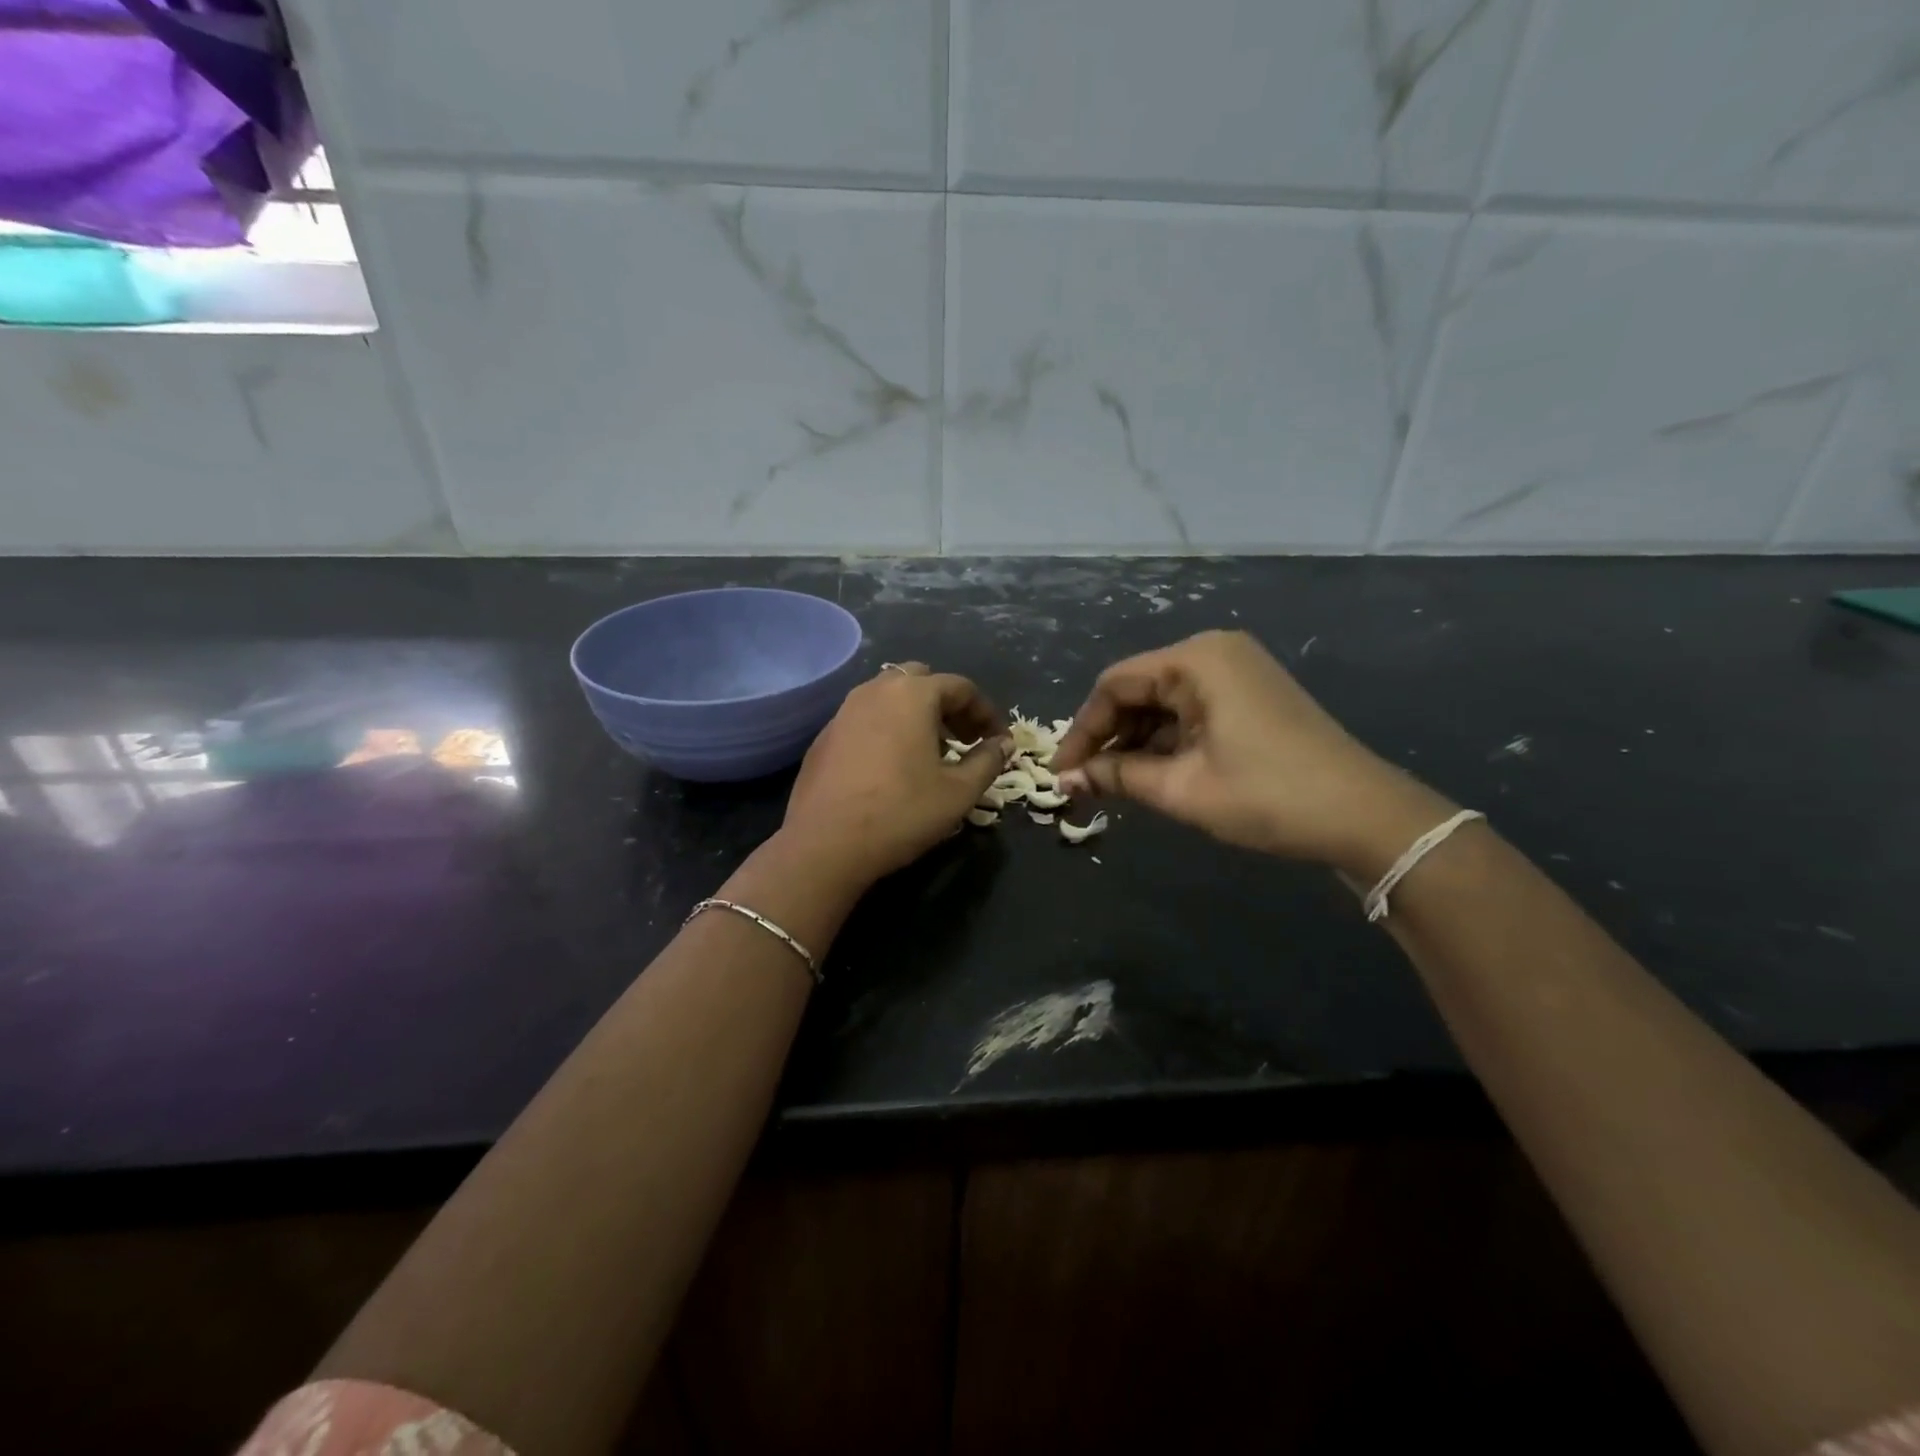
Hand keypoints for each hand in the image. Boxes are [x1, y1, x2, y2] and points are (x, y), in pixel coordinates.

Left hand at [780, 662, 1010, 886]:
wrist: (825, 844)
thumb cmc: (901, 812)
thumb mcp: (959, 792)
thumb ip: (988, 761)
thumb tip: (1003, 744)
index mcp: (913, 694)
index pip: (961, 687)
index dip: (986, 713)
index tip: (998, 742)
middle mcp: (876, 690)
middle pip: (922, 681)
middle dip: (949, 706)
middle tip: (964, 740)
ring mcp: (844, 711)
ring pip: (890, 697)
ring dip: (917, 715)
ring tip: (931, 752)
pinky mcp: (824, 736)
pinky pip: (865, 718)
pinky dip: (888, 729)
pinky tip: (892, 766)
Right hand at [1052, 631, 1450, 871]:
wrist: (1364, 815)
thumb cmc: (1267, 795)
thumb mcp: (1182, 788)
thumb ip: (1117, 776)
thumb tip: (1066, 779)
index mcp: (1196, 660)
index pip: (1114, 684)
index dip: (1082, 729)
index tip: (1061, 772)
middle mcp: (1213, 654)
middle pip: (1137, 690)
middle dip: (1107, 738)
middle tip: (1082, 783)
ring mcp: (1235, 673)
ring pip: (1162, 704)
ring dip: (1134, 744)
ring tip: (1111, 786)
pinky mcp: (1249, 697)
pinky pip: (1189, 713)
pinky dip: (1165, 743)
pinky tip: (1149, 774)